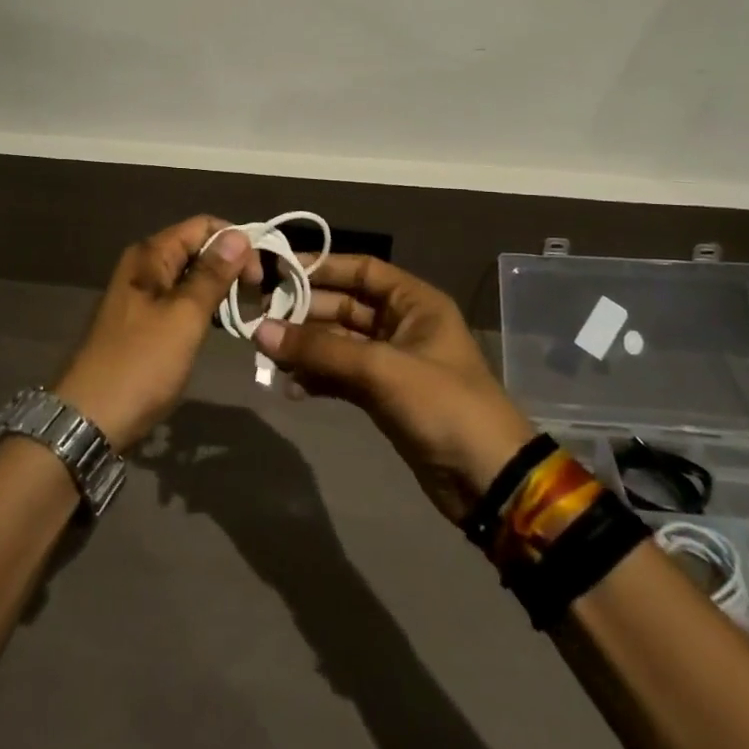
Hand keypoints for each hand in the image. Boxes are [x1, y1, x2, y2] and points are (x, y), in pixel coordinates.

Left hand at [53, 216, 261, 450]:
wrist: (92, 417)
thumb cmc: (141, 363)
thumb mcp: (184, 316)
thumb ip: (212, 275)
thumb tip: (239, 235)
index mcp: (150, 255)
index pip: (202, 226)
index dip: (235, 242)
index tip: (259, 275)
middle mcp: (144, 266)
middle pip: (197, 248)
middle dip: (230, 265)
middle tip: (259, 296)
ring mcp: (143, 295)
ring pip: (191, 276)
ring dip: (220, 288)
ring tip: (248, 310)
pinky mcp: (145, 322)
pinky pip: (182, 301)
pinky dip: (205, 307)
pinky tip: (222, 325)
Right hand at [254, 256, 538, 522]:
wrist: (488, 481)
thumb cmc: (443, 405)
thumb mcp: (381, 369)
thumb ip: (320, 349)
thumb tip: (260, 331)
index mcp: (414, 303)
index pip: (361, 269)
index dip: (321, 267)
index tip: (277, 270)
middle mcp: (401, 324)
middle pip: (343, 305)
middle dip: (303, 312)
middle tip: (259, 319)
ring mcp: (390, 361)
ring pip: (337, 342)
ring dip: (305, 348)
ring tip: (268, 356)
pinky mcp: (381, 395)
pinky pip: (340, 374)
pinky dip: (317, 377)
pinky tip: (291, 386)